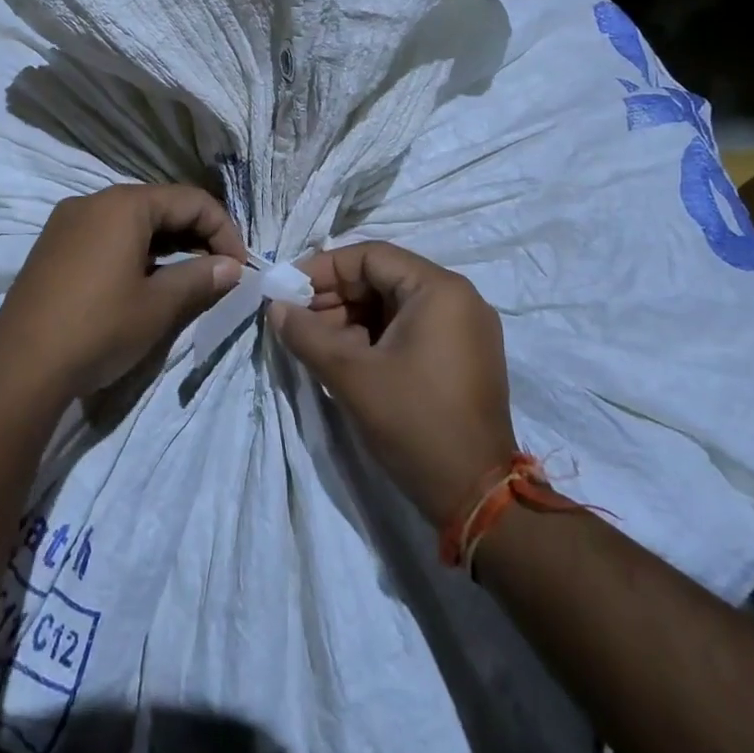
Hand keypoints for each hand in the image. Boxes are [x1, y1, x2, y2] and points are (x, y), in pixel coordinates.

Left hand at [0, 183, 247, 400]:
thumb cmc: (98, 328)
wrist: (19, 369)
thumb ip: (200, 279)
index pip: (191, 200)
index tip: (239, 268)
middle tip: (218, 273)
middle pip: (160, 206)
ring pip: (132, 222)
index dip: (224, 230)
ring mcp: (67, 223)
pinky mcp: (52, 248)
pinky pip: (106, 236)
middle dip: (196, 236)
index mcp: (124, 204)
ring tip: (187, 280)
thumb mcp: (158, 306)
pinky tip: (144, 283)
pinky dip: (135, 252)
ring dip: (167, 245)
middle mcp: (93, 202)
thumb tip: (232, 268)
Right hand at [271, 242, 515, 525]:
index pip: (371, 256)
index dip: (324, 269)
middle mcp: (458, 298)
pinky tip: (347, 359)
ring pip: (395, 305)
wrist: (477, 495)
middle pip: (384, 278)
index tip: (289, 291)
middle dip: (336, 297)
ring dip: (352, 319)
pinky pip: (412, 328)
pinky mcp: (464, 356)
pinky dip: (376, 337)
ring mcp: (466, 328)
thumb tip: (276, 308)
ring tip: (317, 345)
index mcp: (439, 289)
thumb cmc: (414, 422)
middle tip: (298, 322)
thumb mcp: (351, 375)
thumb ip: (307, 334)